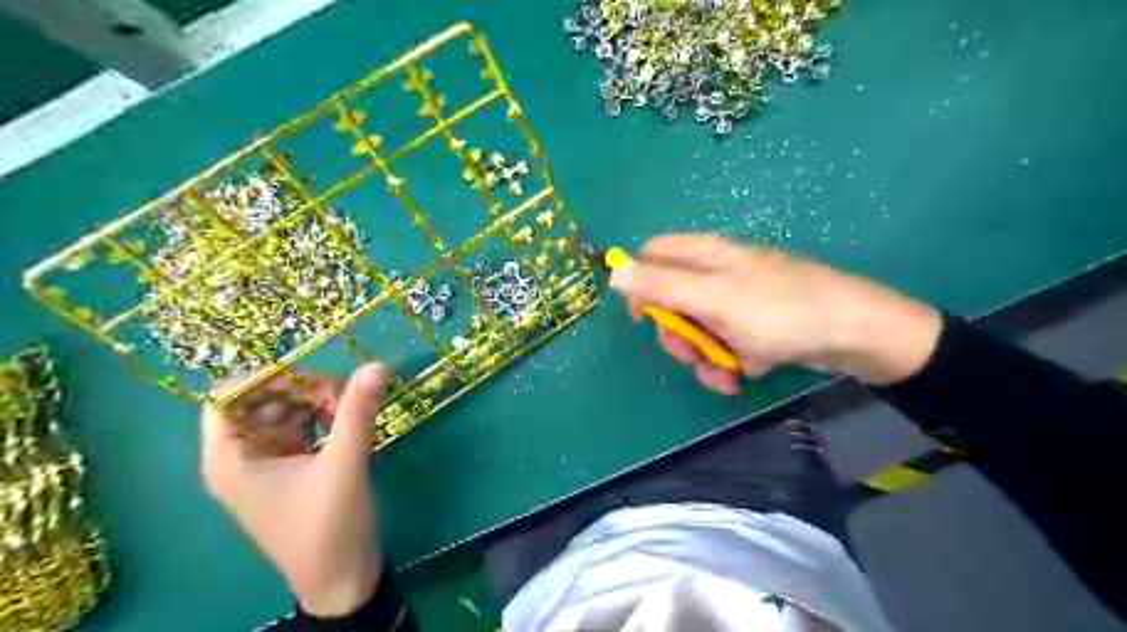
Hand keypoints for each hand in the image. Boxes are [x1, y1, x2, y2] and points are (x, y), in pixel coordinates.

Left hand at [195, 362, 384, 615]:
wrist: (341, 578)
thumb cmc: (329, 527)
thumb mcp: (344, 465)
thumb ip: (357, 412)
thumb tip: (376, 365)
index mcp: (232, 458)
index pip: (227, 397)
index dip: (265, 378)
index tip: (311, 378)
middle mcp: (241, 457)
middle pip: (260, 399)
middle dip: (301, 389)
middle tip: (344, 395)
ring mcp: (266, 462)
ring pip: (283, 411)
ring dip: (315, 402)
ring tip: (350, 408)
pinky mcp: (290, 468)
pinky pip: (299, 427)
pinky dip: (322, 417)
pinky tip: (348, 422)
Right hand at [608, 234, 942, 392]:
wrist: (854, 333)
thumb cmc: (778, 310)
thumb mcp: (711, 298)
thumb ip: (660, 285)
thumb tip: (614, 271)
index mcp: (705, 255)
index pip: (654, 256)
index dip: (641, 285)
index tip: (644, 320)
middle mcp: (718, 273)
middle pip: (673, 299)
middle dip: (677, 333)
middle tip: (690, 354)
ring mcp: (739, 299)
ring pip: (699, 327)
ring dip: (703, 356)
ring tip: (724, 375)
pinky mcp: (758, 324)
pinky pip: (727, 341)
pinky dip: (729, 360)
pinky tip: (745, 373)